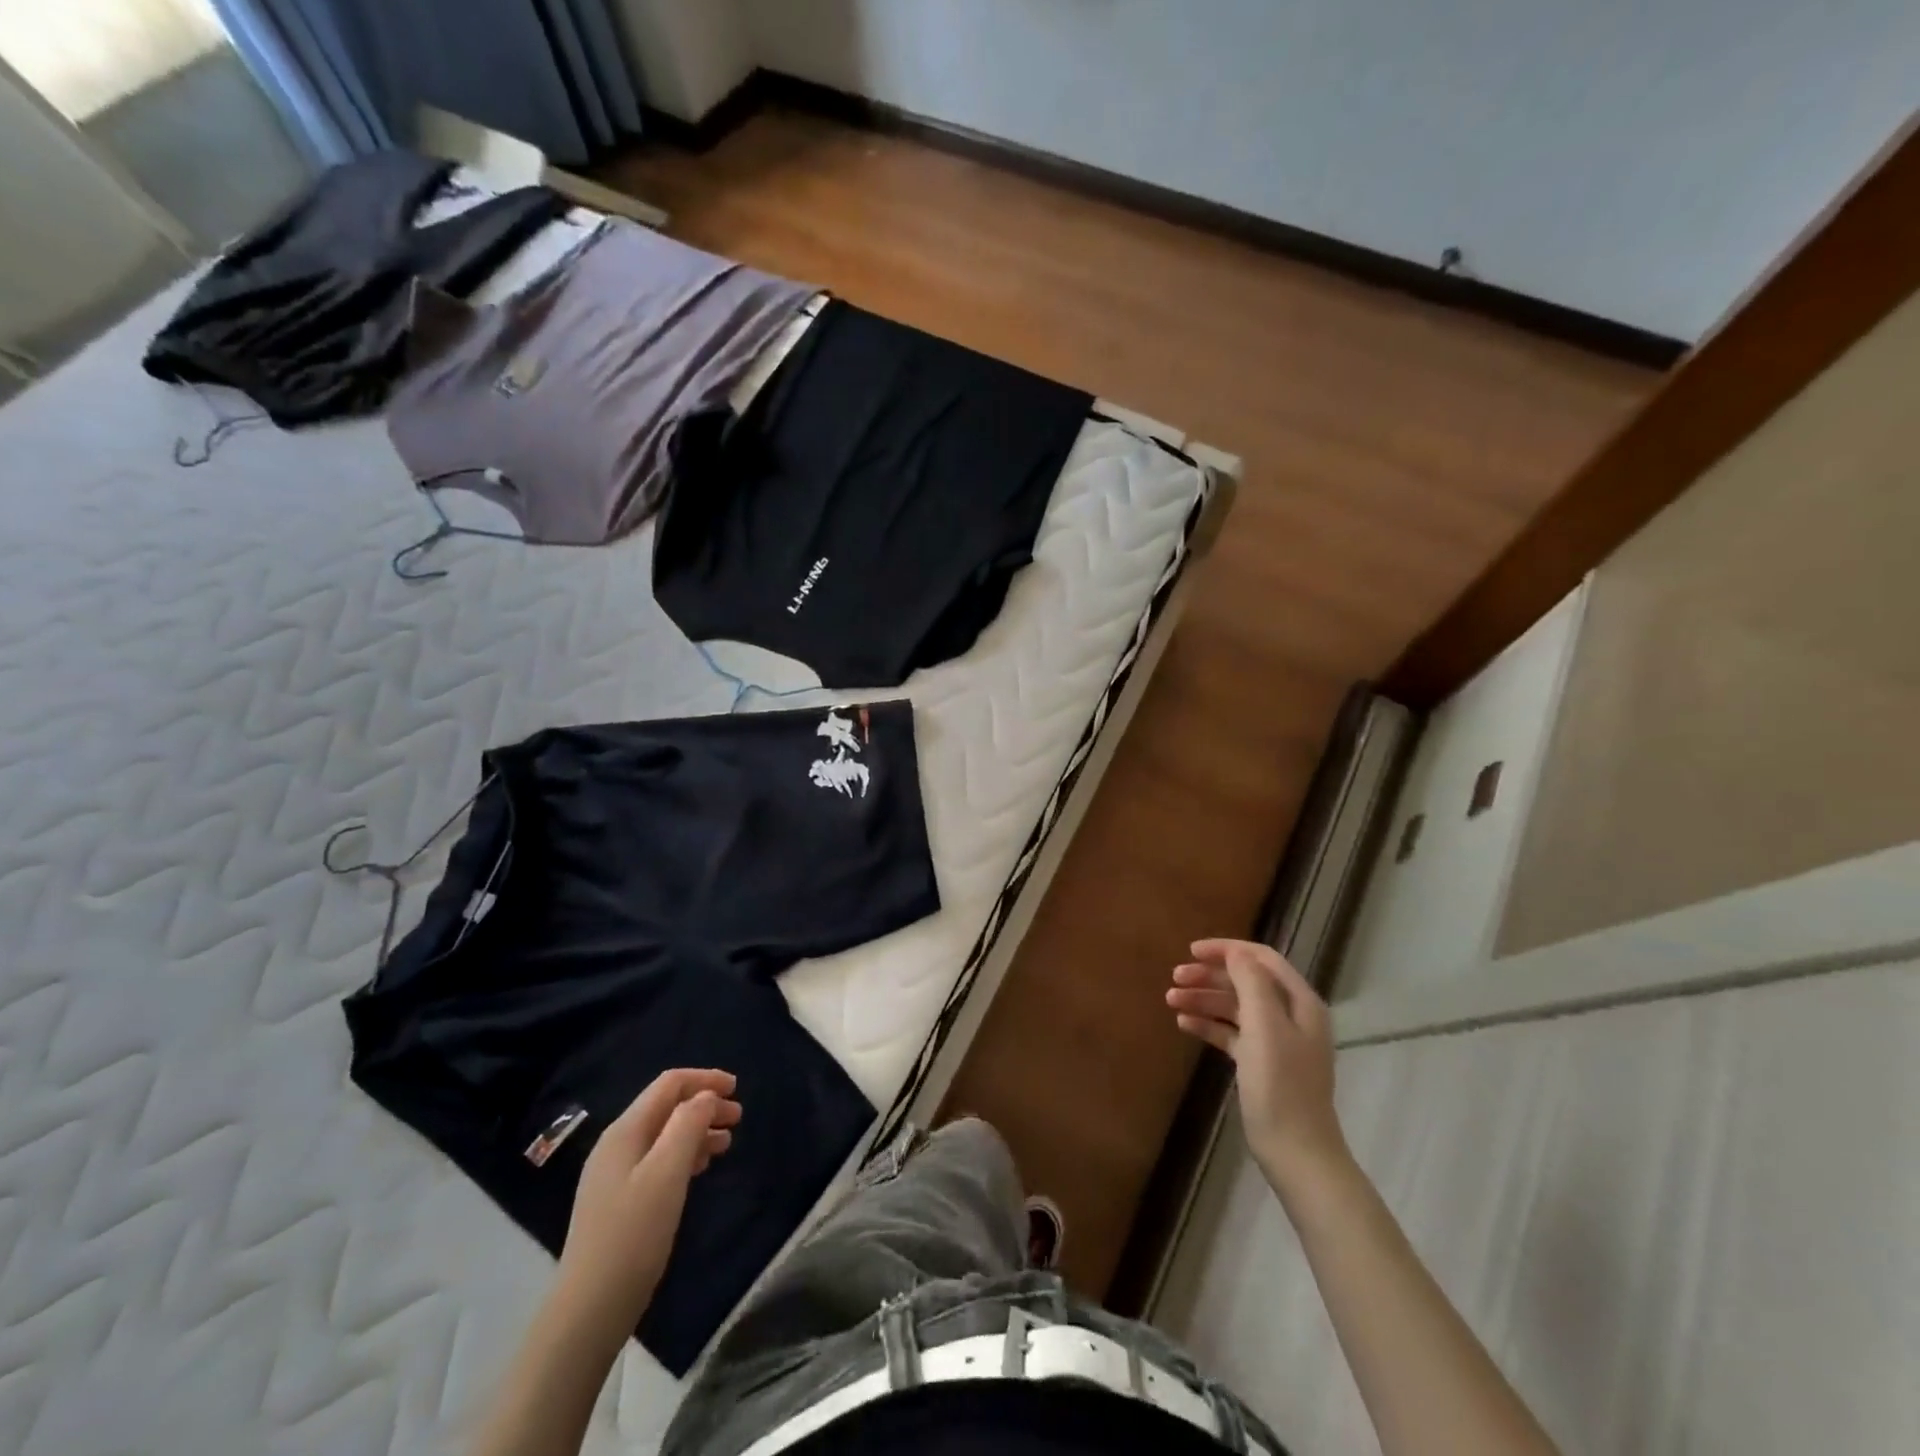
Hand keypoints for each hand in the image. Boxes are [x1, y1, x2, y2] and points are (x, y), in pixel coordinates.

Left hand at [556, 1069, 742, 1337]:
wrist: (589, 1311)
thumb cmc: (632, 1236)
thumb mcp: (666, 1174)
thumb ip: (687, 1126)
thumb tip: (705, 1097)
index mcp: (625, 1132)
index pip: (668, 1085)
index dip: (704, 1079)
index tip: (737, 1088)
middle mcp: (617, 1145)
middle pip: (666, 1108)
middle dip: (704, 1105)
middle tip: (738, 1118)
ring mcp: (615, 1175)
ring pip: (664, 1135)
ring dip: (697, 1131)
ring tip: (727, 1143)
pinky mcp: (619, 1202)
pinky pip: (658, 1161)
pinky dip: (684, 1155)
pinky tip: (700, 1168)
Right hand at [1167, 939, 1349, 1198]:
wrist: (1296, 1152)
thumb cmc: (1280, 1085)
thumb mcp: (1265, 1026)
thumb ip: (1251, 983)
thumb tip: (1235, 953)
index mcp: (1300, 1002)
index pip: (1262, 959)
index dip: (1227, 950)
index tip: (1191, 951)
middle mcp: (1290, 1016)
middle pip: (1245, 981)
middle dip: (1210, 976)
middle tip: (1175, 977)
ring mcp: (1275, 1041)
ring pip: (1234, 1007)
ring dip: (1204, 999)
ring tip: (1171, 1001)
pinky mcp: (1260, 1064)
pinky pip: (1230, 1033)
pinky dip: (1208, 1025)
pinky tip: (1184, 1024)